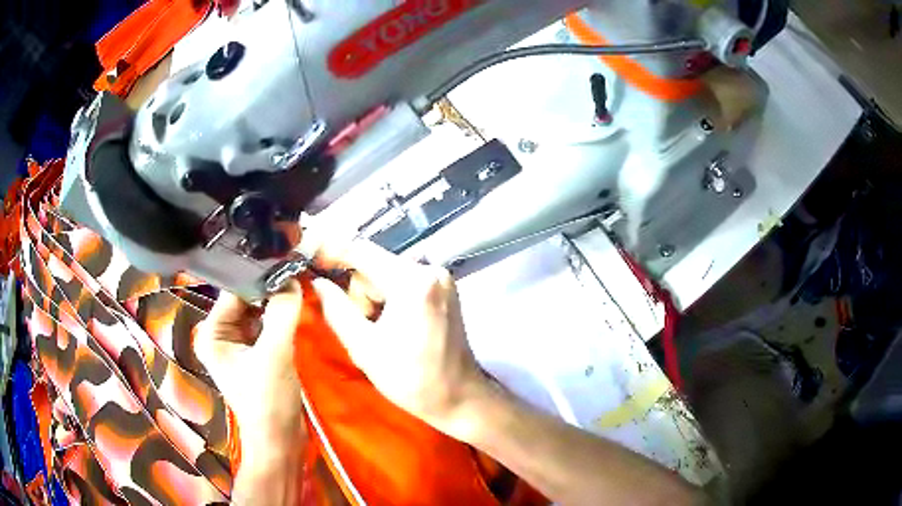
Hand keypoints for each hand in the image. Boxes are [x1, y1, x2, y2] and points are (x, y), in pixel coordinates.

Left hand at [194, 281, 305, 476]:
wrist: (281, 440)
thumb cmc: (268, 401)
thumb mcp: (274, 355)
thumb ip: (282, 314)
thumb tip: (293, 279)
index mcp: (212, 334)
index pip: (234, 293)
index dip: (259, 279)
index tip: (287, 265)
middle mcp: (220, 335)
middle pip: (246, 300)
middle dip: (269, 290)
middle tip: (296, 274)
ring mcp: (238, 345)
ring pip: (258, 312)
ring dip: (276, 304)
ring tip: (298, 287)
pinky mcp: (255, 354)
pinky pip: (266, 326)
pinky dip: (280, 319)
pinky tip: (296, 309)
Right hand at [312, 240, 487, 439]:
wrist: (459, 397)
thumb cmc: (411, 379)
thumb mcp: (363, 347)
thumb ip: (335, 308)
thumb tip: (317, 282)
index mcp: (412, 282)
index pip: (361, 250)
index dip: (331, 252)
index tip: (310, 261)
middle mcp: (430, 270)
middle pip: (375, 264)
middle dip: (360, 292)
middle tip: (364, 326)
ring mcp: (441, 278)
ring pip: (387, 273)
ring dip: (374, 297)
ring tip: (381, 332)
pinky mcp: (445, 289)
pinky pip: (404, 282)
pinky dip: (390, 298)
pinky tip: (394, 325)